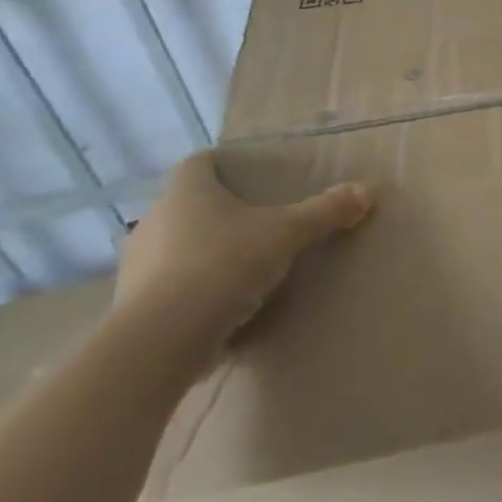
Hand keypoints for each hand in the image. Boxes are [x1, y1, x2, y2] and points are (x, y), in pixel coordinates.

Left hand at [116, 152, 371, 357]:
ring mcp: (137, 265)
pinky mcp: (133, 307)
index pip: (198, 162)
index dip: (222, 164)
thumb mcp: (288, 233)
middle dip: (218, 212)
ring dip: (201, 253)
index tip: (247, 174)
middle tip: (256, 221)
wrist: (163, 339)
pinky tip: (219, 305)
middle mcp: (155, 220)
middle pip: (187, 205)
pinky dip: (191, 291)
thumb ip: (326, 211)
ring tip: (241, 266)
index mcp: (187, 192)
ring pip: (174, 247)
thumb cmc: (224, 263)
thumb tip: (368, 190)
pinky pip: (168, 287)